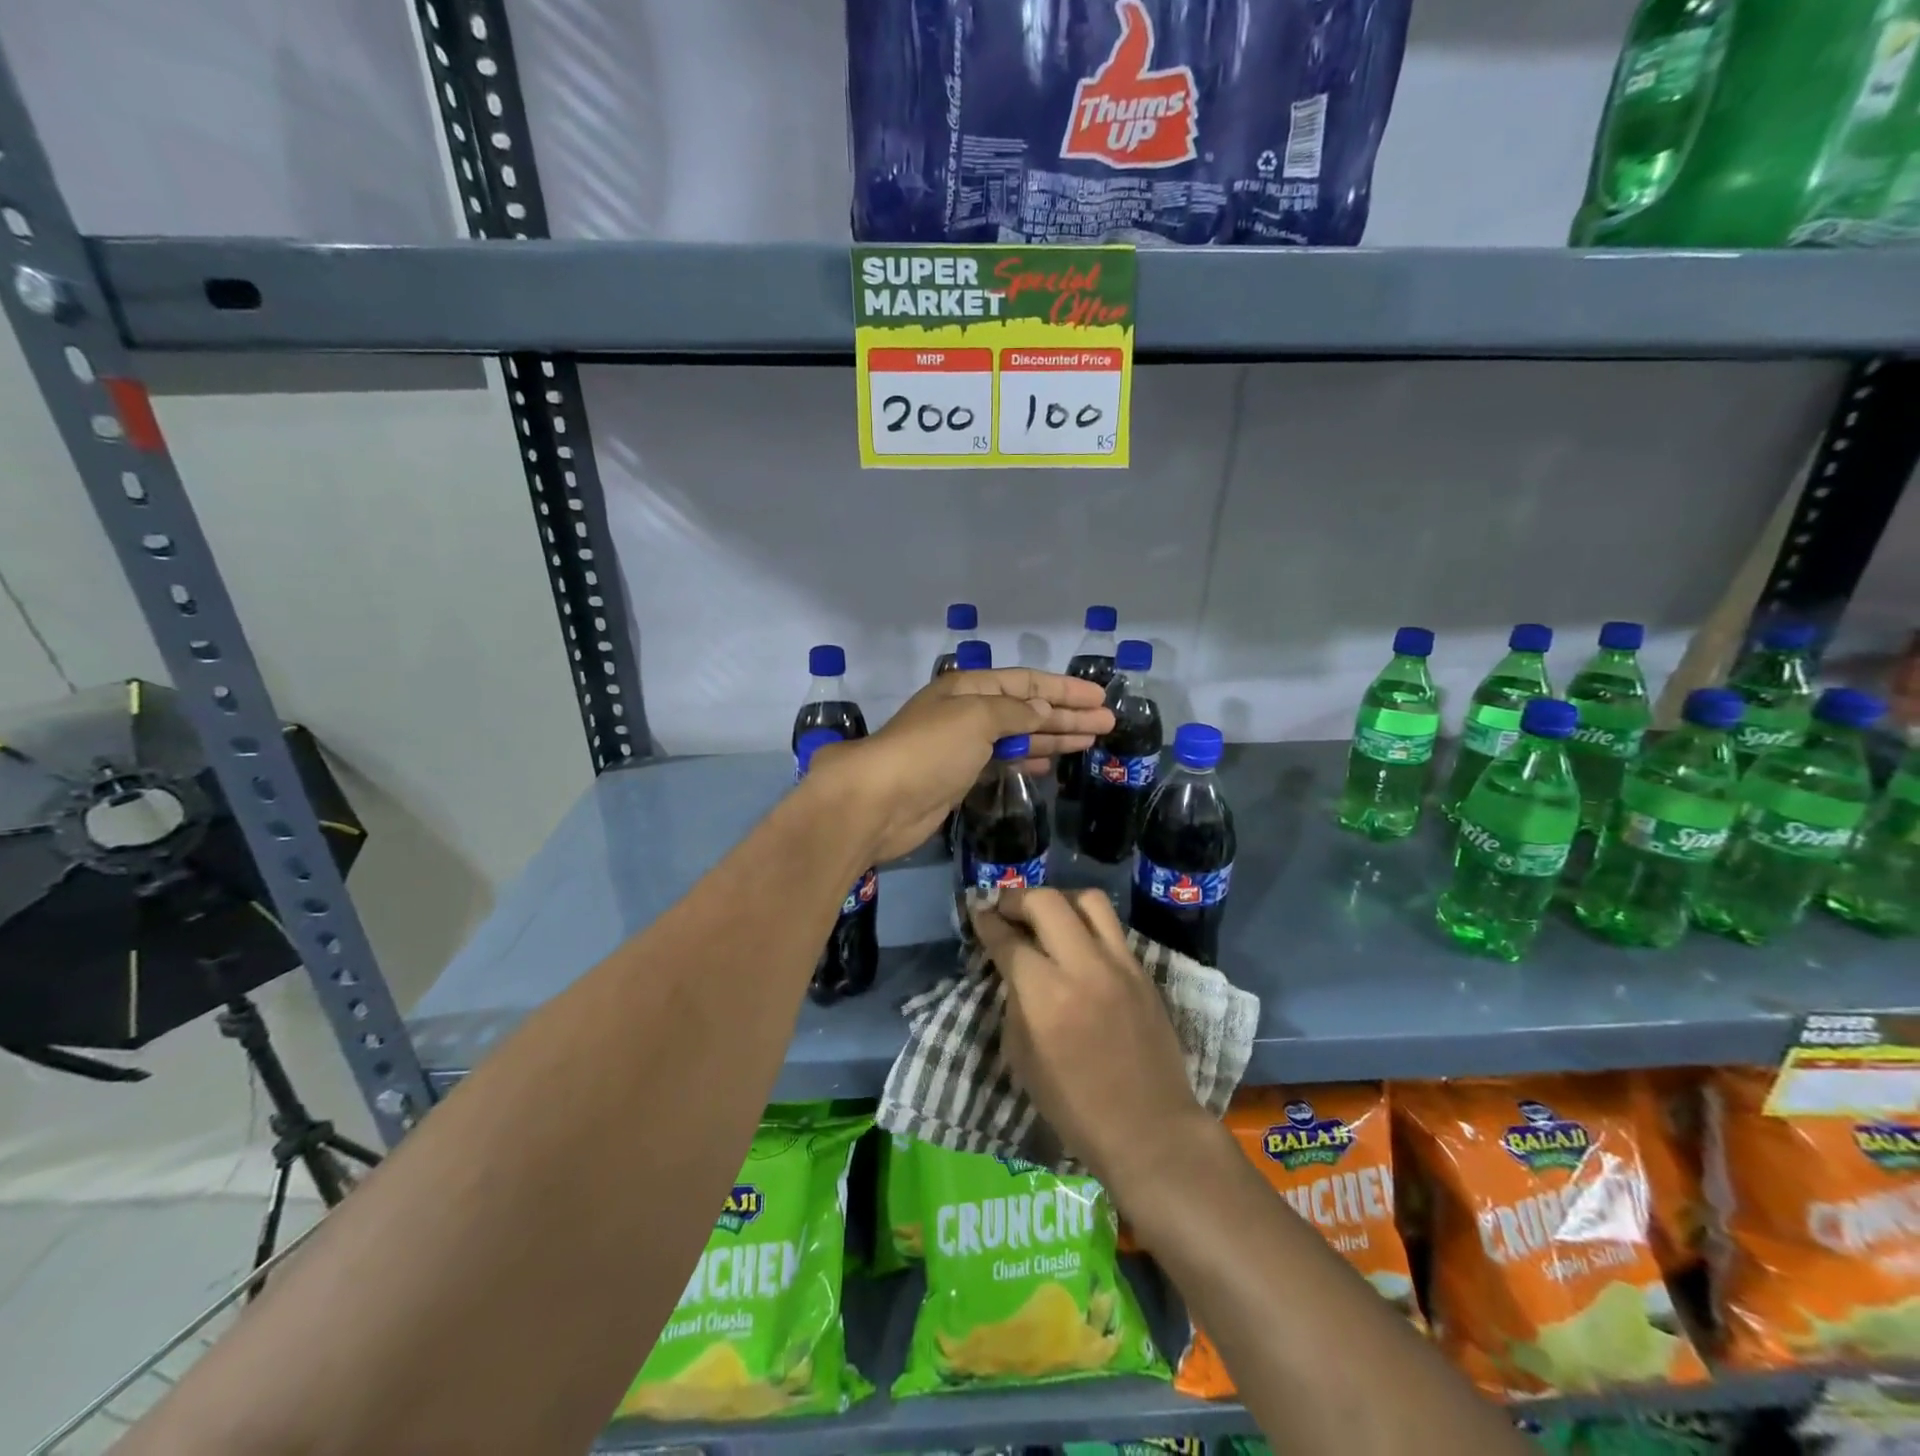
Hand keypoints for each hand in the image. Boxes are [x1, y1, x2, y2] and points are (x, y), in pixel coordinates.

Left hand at [811, 668, 1111, 862]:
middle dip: (1068, 714)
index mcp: (968, 687)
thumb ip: (1015, 712)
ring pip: (1019, 735)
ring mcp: (963, 746)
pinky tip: (1051, 762)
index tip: (1100, 696)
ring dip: (1054, 736)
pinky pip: (1003, 761)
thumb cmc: (930, 750)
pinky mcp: (960, 777)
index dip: (1065, 689)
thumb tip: (1044, 711)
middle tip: (1108, 722)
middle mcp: (967, 711)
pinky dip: (1029, 759)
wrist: (880, 802)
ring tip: (1092, 739)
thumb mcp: (977, 718)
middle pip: (1027, 708)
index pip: (1026, 683)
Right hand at [970, 889, 1206, 1194]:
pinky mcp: (1142, 970)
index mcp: (1045, 995)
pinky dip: (1086, 923)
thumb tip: (1012, 966)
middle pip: (1046, 902)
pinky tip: (1076, 940)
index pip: (1008, 939)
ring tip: (1044, 914)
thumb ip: (1015, 1000)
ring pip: (1087, 900)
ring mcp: (1119, 964)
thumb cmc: (1073, 1104)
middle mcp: (1083, 966)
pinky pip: (1111, 927)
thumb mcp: (1022, 1056)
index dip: (987, 921)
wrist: (1147, 1126)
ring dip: (1058, 899)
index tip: (977, 911)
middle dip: (1017, 898)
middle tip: (1005, 907)